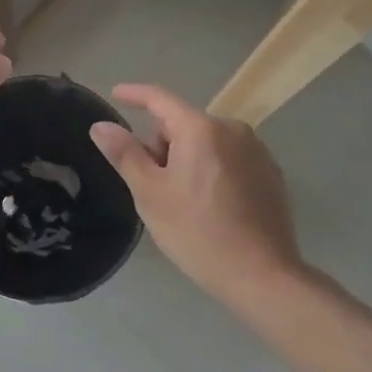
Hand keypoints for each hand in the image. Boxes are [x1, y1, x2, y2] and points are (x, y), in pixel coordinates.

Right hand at [89, 84, 302, 306]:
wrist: (263, 277)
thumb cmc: (198, 232)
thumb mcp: (150, 194)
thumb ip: (125, 154)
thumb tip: (101, 125)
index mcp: (200, 129)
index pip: (159, 98)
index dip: (134, 94)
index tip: (115, 95)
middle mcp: (233, 129)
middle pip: (183, 124)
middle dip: (163, 145)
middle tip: (156, 186)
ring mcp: (257, 151)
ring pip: (206, 142)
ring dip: (188, 158)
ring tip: (184, 201)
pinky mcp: (271, 174)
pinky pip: (229, 159)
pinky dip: (212, 170)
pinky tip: (212, 206)